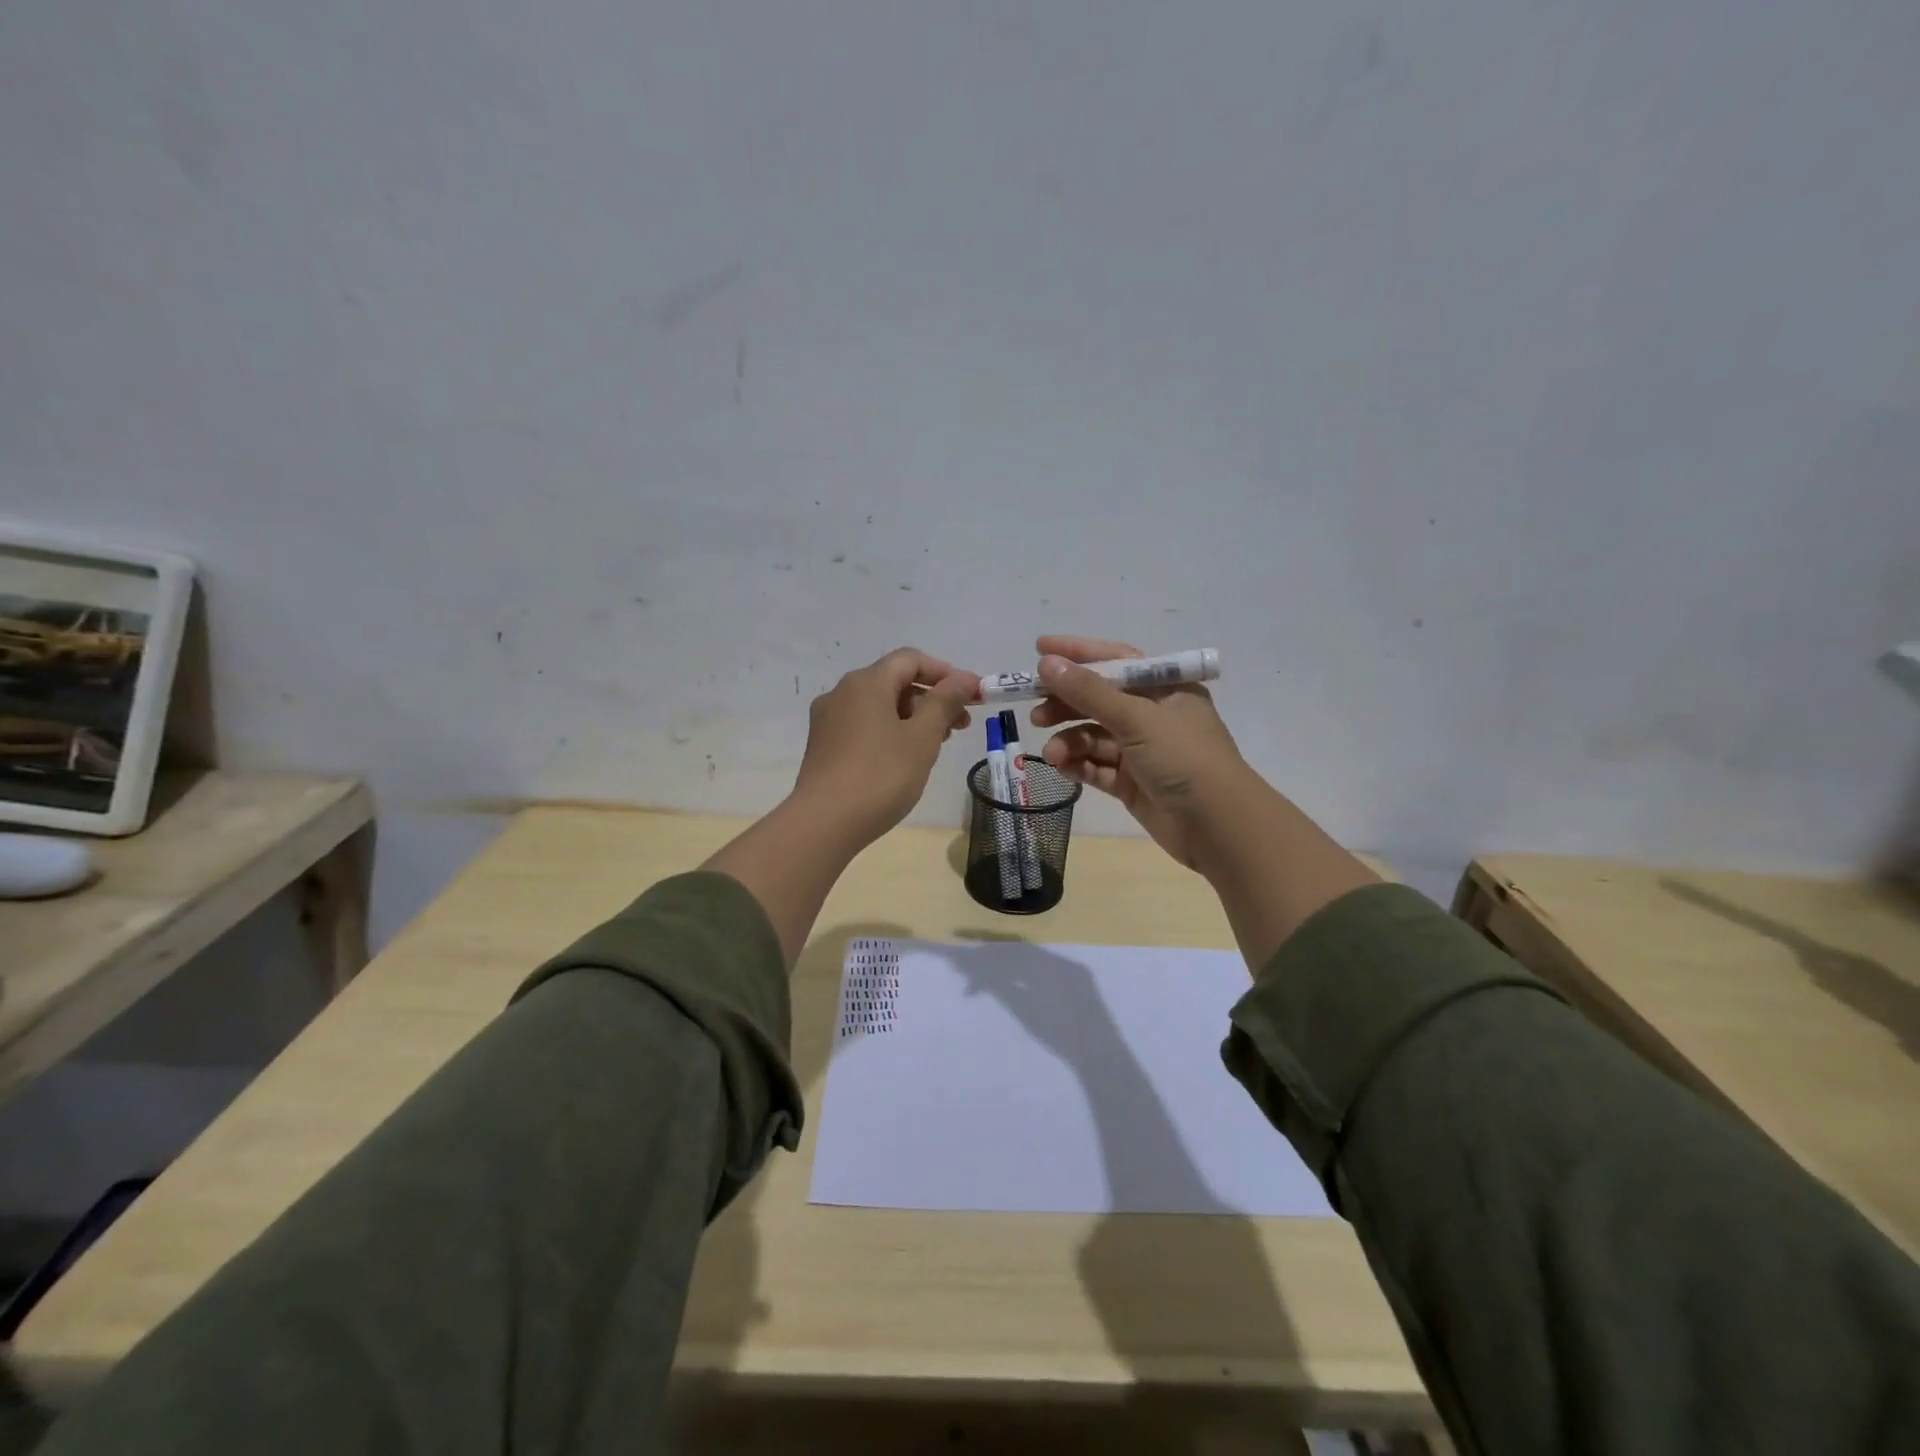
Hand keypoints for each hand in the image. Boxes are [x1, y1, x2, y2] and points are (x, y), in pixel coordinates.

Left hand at [791, 647, 979, 848]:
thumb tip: (964, 678)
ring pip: (879, 706)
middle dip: (932, 698)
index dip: (945, 672)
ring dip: (913, 717)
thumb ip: (945, 703)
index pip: (911, 659)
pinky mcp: (823, 746)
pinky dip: (890, 731)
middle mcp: (842, 692)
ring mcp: (828, 720)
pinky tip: (905, 758)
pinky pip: (863, 725)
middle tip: (961, 725)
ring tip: (937, 744)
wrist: (823, 824)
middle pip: (894, 681)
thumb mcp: (922, 738)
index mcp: (866, 682)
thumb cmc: (880, 776)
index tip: (972, 695)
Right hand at [1029, 635, 1251, 871]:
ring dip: (1070, 740)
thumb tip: (1046, 662)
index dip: (1078, 653)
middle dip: (1066, 703)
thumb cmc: (1184, 758)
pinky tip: (1061, 766)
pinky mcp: (1132, 783)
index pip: (1116, 660)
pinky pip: (1097, 767)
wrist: (1218, 826)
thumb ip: (1089, 692)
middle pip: (1100, 699)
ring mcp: (1142, 751)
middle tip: (1035, 712)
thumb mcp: (1137, 718)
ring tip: (1052, 751)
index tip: (1039, 648)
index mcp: (1165, 689)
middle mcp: (1153, 715)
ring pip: (1095, 736)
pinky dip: (1078, 765)